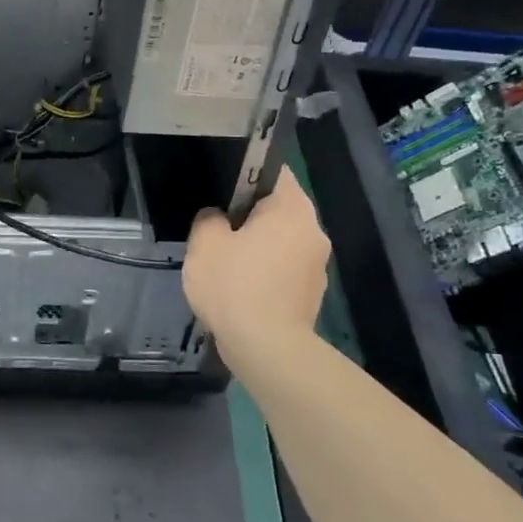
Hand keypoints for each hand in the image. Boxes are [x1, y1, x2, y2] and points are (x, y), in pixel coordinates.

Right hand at [182, 166, 330, 356]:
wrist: (267, 349)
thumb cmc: (236, 286)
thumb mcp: (205, 243)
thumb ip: (209, 219)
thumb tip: (217, 218)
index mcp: (292, 209)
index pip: (273, 172)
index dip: (246, 174)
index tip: (222, 189)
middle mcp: (314, 231)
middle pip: (279, 209)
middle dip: (249, 215)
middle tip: (217, 227)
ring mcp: (317, 265)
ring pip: (281, 242)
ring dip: (258, 247)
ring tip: (226, 262)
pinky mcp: (311, 295)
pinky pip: (283, 270)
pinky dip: (265, 273)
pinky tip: (240, 289)